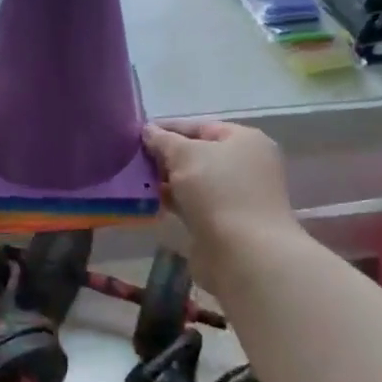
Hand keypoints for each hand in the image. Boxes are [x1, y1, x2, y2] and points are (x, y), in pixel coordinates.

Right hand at [144, 120, 296, 257]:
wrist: (244, 254)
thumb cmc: (218, 191)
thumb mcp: (185, 155)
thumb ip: (163, 140)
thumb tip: (148, 130)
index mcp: (245, 140)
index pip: (201, 127)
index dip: (169, 128)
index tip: (139, 134)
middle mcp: (246, 165)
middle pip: (199, 154)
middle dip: (167, 156)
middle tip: (134, 158)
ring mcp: (238, 196)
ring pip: (195, 181)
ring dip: (169, 180)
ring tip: (137, 179)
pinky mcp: (227, 223)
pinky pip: (195, 204)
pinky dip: (175, 201)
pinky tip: (150, 201)